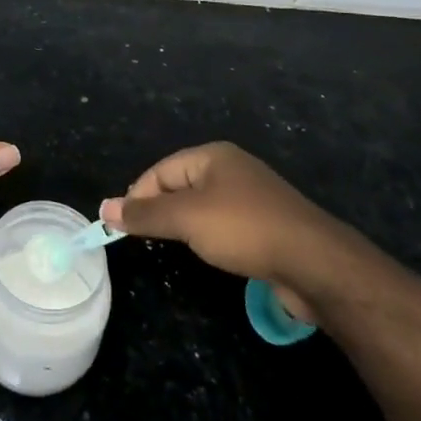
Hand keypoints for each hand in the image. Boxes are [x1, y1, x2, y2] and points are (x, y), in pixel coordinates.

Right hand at [100, 143, 367, 323]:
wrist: (315, 263)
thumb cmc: (244, 229)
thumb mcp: (186, 219)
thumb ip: (144, 214)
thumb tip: (104, 206)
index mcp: (212, 156)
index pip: (160, 171)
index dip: (138, 197)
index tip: (123, 227)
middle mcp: (232, 169)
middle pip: (180, 186)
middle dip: (160, 211)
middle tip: (146, 240)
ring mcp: (252, 197)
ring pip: (202, 207)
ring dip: (185, 226)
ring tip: (175, 248)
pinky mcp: (267, 225)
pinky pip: (225, 225)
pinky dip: (210, 238)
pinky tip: (212, 254)